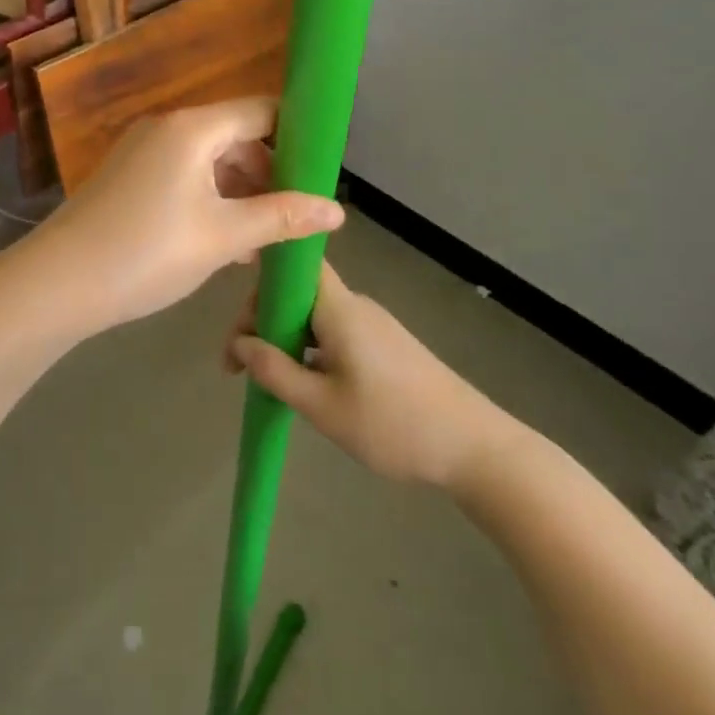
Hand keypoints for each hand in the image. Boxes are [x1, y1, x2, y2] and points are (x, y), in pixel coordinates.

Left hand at [27, 98, 343, 336]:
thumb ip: (282, 218)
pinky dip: (209, 200)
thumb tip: (338, 210)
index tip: (322, 172)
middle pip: (235, 136)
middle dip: (270, 173)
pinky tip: (225, 242)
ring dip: (240, 193)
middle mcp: (167, 128)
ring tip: (265, 239)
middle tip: (295, 215)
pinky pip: (183, 177)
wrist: (57, 283)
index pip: (261, 111)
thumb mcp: (223, 237)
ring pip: (209, 161)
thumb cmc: (147, 253)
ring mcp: (142, 152)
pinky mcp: (127, 177)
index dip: (297, 136)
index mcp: (193, 128)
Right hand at [227, 263, 528, 489]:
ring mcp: (373, 326)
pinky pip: (333, 333)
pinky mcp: (385, 346)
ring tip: (266, 381)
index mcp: (340, 309)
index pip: (294, 267)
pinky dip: (308, 350)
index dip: (261, 284)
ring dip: (284, 340)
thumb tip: (240, 343)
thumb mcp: (322, 406)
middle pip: (297, 293)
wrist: (474, 447)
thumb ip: (275, 371)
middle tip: (240, 369)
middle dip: (262, 322)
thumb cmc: (393, 424)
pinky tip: (303, 384)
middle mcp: (355, 306)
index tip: (239, 328)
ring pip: (313, 316)